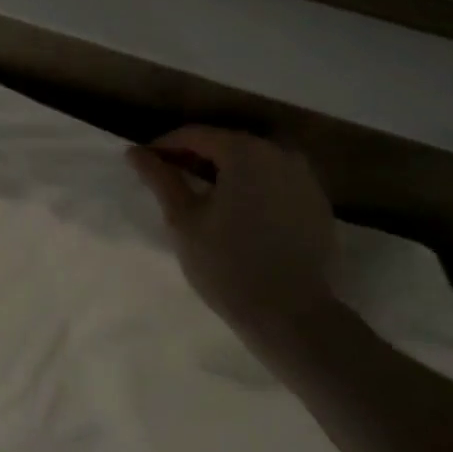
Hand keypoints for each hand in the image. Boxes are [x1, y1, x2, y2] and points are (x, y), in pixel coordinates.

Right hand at [127, 127, 338, 333]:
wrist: (293, 316)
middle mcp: (279, 153)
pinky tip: (239, 213)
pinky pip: (276, 182)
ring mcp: (304, 178)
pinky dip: (253, 187)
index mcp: (244, 152)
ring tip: (202, 196)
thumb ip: (160, 179)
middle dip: (195, 156)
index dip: (166, 146)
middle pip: (227, 144)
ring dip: (225, 172)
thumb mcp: (184, 220)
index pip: (196, 135)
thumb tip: (135, 152)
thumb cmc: (228, 265)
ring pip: (254, 162)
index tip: (145, 163)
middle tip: (170, 179)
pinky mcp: (318, 203)